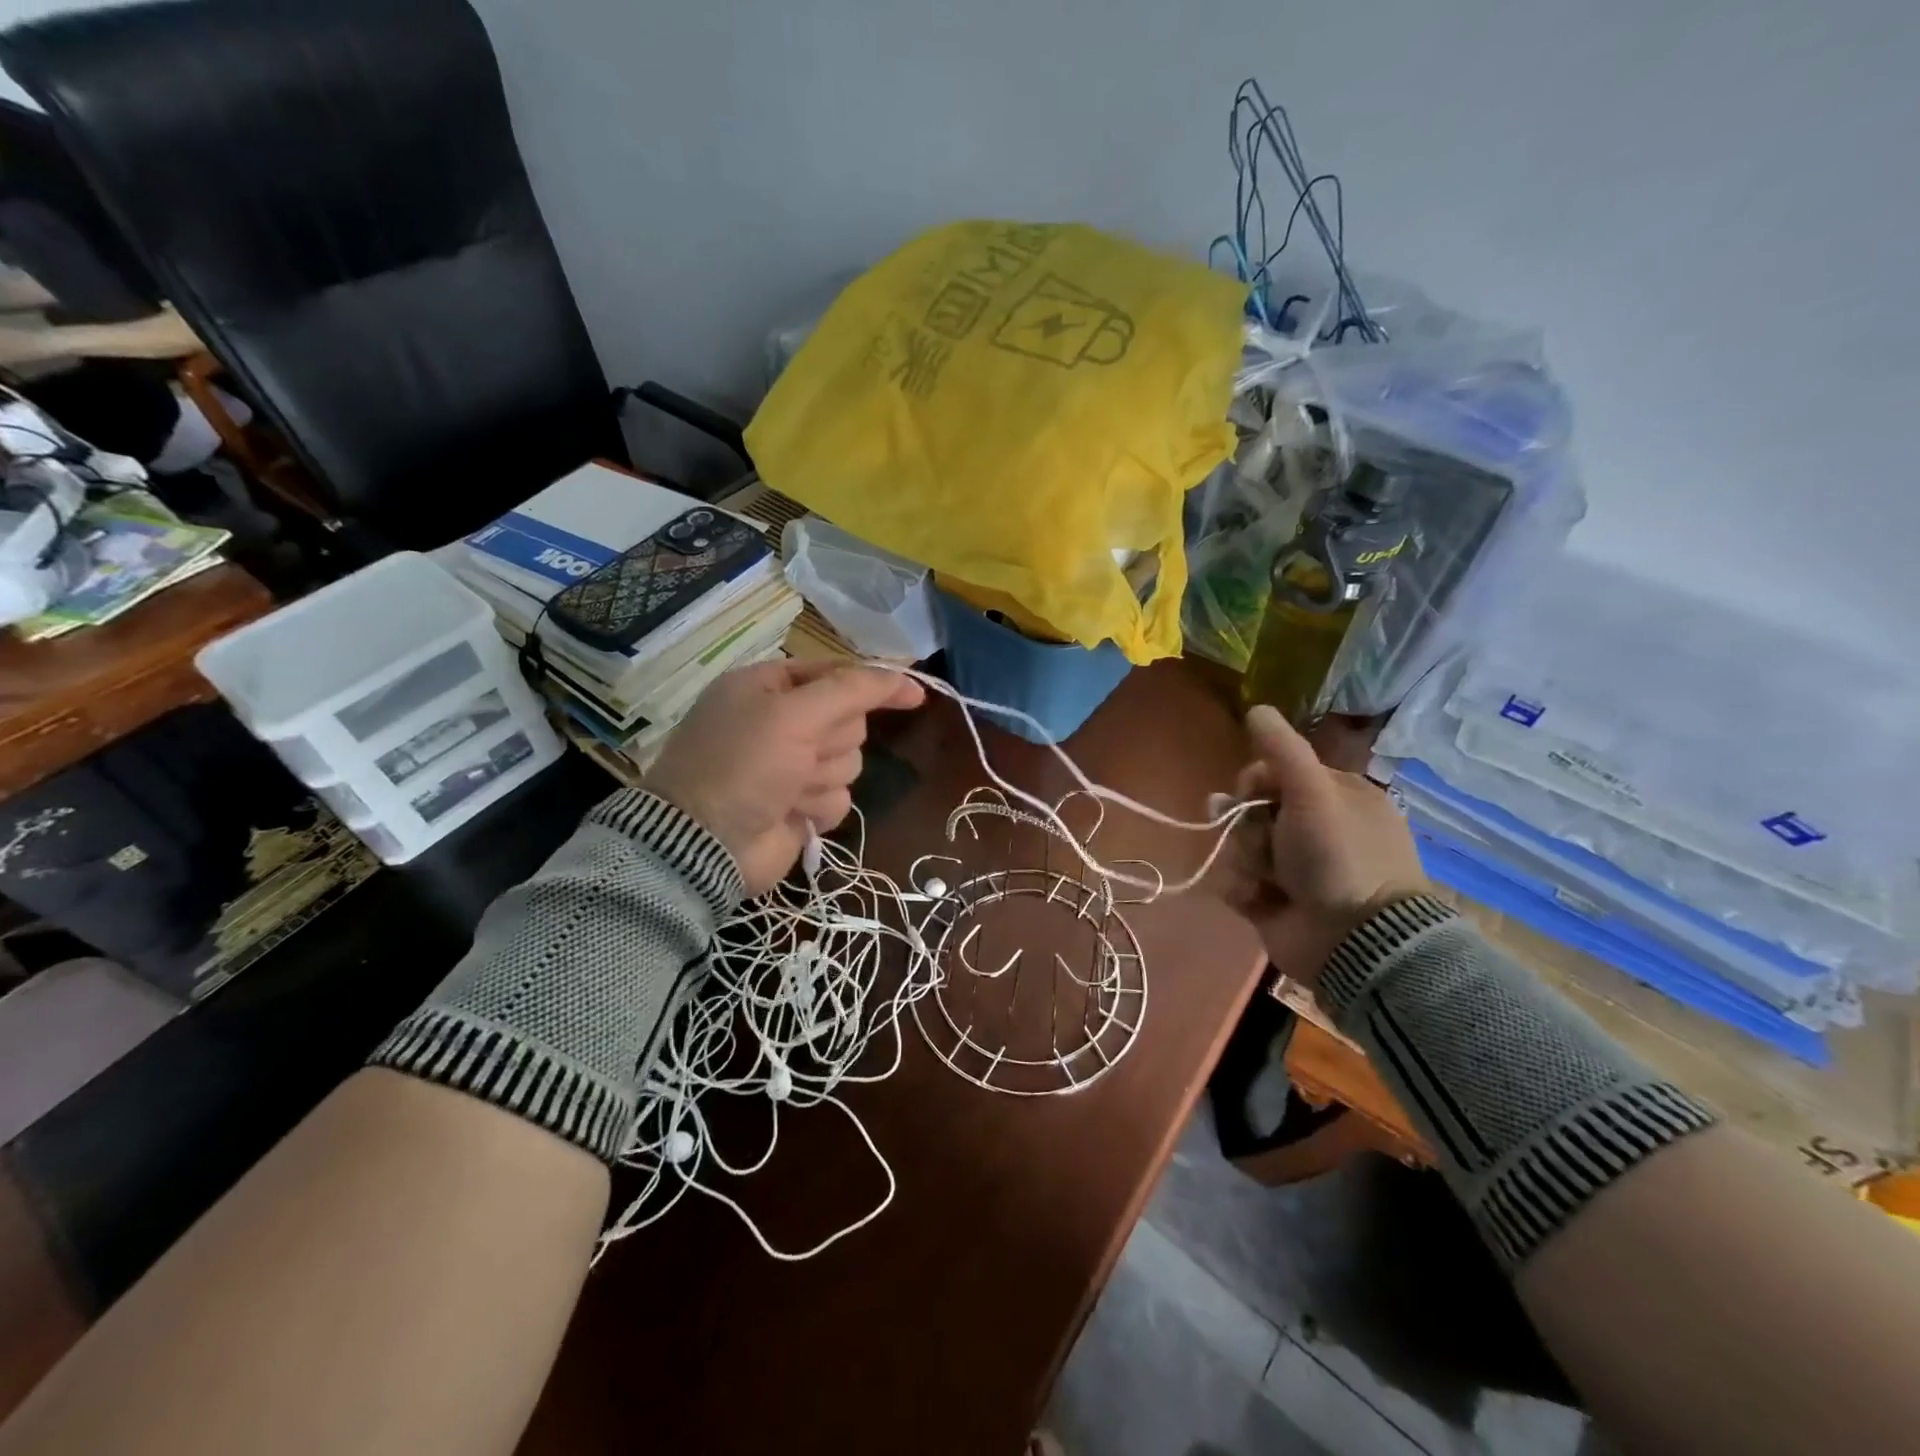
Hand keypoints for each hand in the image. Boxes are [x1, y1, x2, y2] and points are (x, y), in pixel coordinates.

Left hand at [645, 660, 924, 893]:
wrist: (703, 845)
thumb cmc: (741, 764)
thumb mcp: (793, 714)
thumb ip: (852, 690)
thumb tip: (907, 679)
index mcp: (769, 686)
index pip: (838, 674)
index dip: (875, 683)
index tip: (914, 694)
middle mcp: (782, 721)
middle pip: (849, 720)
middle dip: (831, 741)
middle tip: (800, 754)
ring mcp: (792, 765)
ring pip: (848, 760)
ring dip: (822, 777)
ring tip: (788, 790)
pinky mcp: (801, 804)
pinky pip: (839, 796)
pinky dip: (819, 805)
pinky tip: (792, 814)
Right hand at [1225, 704, 1428, 988]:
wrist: (1354, 942)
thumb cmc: (1339, 857)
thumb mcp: (1313, 793)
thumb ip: (1282, 750)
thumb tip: (1256, 708)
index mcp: (1336, 798)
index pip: (1277, 773)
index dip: (1257, 780)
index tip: (1253, 792)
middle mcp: (1316, 830)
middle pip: (1253, 809)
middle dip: (1246, 822)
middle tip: (1260, 840)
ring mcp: (1295, 869)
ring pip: (1242, 845)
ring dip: (1245, 858)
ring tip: (1265, 879)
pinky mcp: (1274, 903)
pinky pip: (1238, 881)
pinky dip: (1242, 889)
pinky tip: (1256, 899)